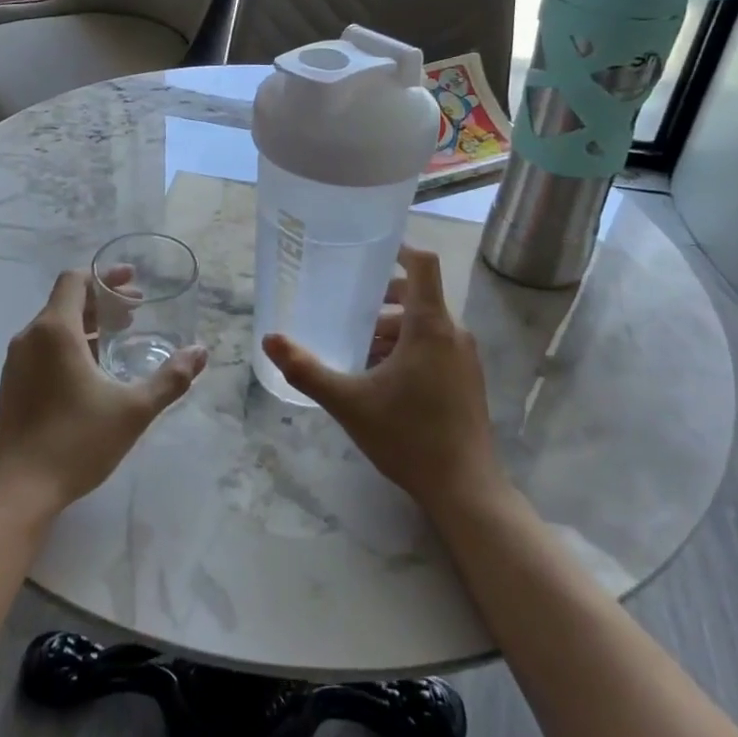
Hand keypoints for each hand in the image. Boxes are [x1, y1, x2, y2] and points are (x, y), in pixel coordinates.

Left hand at [0, 268, 208, 520]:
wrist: (18, 491)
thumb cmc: (76, 442)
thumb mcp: (133, 410)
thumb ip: (170, 379)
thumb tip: (201, 352)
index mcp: (55, 331)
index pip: (75, 280)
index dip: (105, 276)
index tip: (133, 282)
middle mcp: (30, 338)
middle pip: (66, 301)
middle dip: (103, 301)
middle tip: (136, 311)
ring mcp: (16, 362)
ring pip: (54, 325)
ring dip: (88, 323)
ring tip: (119, 336)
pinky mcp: (12, 385)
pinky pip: (43, 347)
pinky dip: (70, 343)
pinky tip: (93, 368)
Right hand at [263, 245, 506, 518]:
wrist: (464, 487)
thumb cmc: (407, 436)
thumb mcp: (348, 402)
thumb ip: (306, 369)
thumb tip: (270, 338)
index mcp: (429, 326)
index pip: (422, 265)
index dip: (399, 248)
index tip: (370, 248)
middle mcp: (453, 333)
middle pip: (418, 295)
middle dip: (382, 298)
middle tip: (346, 306)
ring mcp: (465, 357)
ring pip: (425, 324)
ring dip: (392, 327)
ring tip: (356, 348)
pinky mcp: (467, 379)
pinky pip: (435, 346)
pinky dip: (408, 347)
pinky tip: (381, 376)